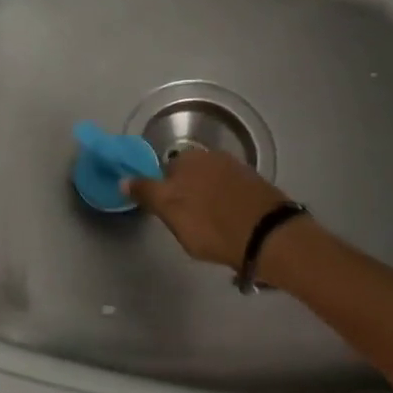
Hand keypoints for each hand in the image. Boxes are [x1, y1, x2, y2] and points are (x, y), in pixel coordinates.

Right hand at [124, 147, 294, 270]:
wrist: (269, 235)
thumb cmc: (211, 227)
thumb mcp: (171, 214)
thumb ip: (147, 194)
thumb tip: (123, 180)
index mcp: (186, 160)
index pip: (163, 174)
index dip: (163, 195)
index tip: (168, 215)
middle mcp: (210, 157)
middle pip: (188, 176)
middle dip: (186, 193)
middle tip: (189, 222)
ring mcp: (235, 169)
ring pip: (210, 183)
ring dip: (207, 197)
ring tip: (212, 223)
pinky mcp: (255, 183)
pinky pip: (230, 190)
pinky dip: (226, 202)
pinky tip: (230, 219)